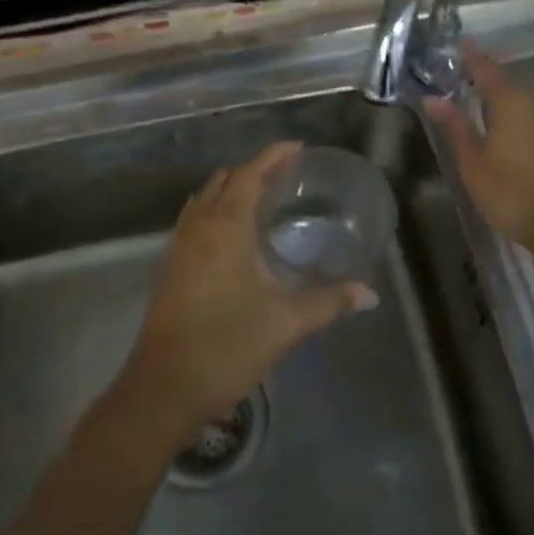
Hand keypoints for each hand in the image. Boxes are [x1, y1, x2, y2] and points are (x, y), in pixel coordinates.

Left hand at [126, 142, 374, 429]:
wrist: (163, 387)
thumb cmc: (227, 345)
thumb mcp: (285, 322)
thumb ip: (328, 301)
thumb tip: (370, 293)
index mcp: (225, 226)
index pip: (250, 175)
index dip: (273, 156)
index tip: (297, 147)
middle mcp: (198, 226)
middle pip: (224, 181)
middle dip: (254, 170)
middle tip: (286, 176)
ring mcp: (178, 246)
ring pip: (204, 199)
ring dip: (231, 190)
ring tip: (262, 199)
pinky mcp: (169, 267)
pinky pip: (194, 220)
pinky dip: (215, 211)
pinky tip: (234, 237)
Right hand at [426, 45, 533, 250]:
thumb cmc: (509, 191)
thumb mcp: (472, 161)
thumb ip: (454, 126)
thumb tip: (433, 98)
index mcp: (509, 101)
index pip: (486, 67)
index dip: (470, 55)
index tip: (455, 44)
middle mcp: (533, 102)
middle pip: (504, 79)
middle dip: (481, 73)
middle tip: (456, 72)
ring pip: (518, 96)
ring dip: (497, 92)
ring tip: (472, 95)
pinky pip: (528, 112)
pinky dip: (510, 109)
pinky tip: (497, 121)